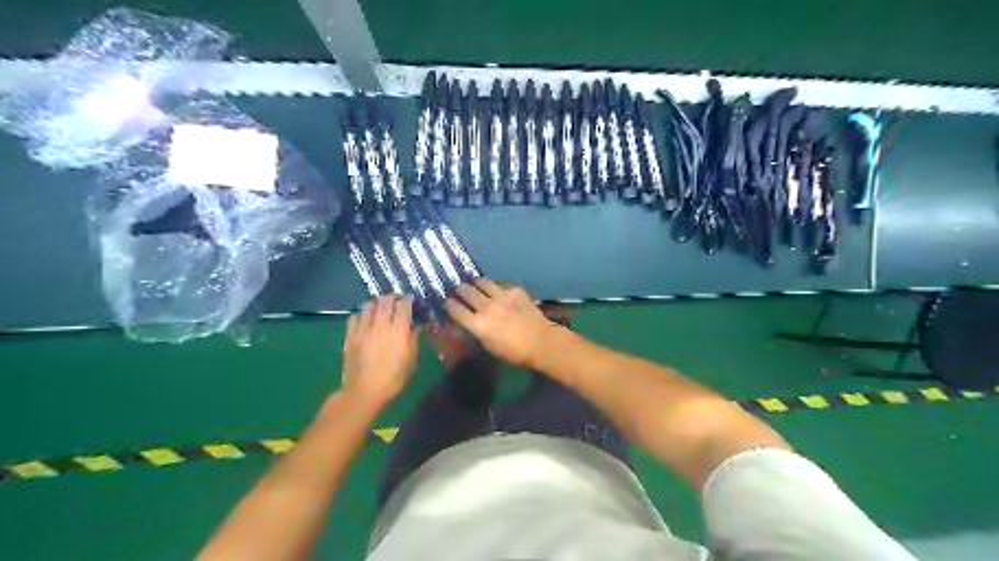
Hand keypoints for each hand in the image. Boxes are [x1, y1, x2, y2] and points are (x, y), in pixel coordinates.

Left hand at [341, 294, 417, 408]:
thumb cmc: (393, 378)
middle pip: (385, 300)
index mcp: (398, 329)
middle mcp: (380, 324)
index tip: (411, 301)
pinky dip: (362, 314)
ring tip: (380, 308)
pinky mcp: (350, 335)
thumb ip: (413, 339)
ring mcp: (363, 328)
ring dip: (377, 303)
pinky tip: (365, 320)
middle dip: (393, 297)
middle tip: (397, 301)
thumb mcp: (411, 360)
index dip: (409, 300)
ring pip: (369, 305)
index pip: (404, 305)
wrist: (364, 391)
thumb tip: (416, 325)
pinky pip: (354, 316)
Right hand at [447, 276, 558, 365]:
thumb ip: (475, 331)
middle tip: (460, 291)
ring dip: (477, 284)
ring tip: (476, 285)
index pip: (455, 308)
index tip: (447, 301)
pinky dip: (497, 288)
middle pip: (466, 290)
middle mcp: (486, 307)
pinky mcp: (515, 290)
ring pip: (482, 282)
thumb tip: (465, 322)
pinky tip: (499, 292)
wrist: (540, 342)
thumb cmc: (513, 352)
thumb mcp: (488, 346)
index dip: (449, 304)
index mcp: (477, 324)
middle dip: (460, 290)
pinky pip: (500, 285)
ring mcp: (501, 296)